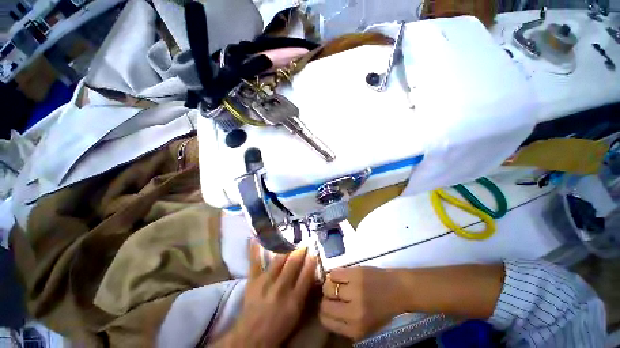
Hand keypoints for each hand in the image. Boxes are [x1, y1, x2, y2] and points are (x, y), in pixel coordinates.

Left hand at [228, 241, 317, 347]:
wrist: (252, 337)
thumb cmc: (279, 325)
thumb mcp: (297, 312)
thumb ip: (304, 291)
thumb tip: (310, 270)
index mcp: (294, 300)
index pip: (307, 275)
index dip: (312, 260)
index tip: (315, 250)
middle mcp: (281, 289)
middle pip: (293, 264)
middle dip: (300, 250)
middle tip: (304, 240)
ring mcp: (265, 283)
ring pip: (278, 260)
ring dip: (285, 247)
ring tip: (290, 237)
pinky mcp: (253, 281)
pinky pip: (254, 262)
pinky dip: (254, 250)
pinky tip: (255, 238)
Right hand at [319, 267, 404, 340]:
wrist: (398, 289)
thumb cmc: (383, 309)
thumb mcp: (366, 326)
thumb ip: (347, 324)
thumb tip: (327, 312)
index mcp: (355, 329)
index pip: (326, 321)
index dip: (324, 312)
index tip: (328, 305)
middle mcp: (353, 313)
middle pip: (325, 305)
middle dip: (326, 299)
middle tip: (332, 294)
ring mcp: (354, 291)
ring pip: (328, 287)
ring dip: (329, 285)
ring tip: (336, 283)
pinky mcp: (355, 274)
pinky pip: (334, 273)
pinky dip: (334, 274)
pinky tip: (341, 275)